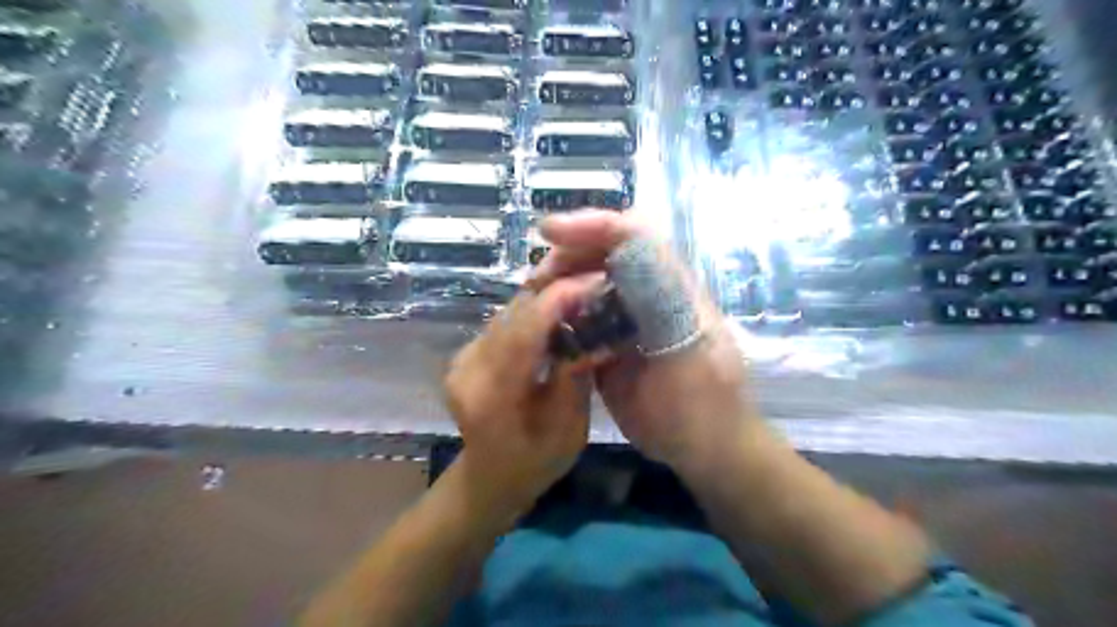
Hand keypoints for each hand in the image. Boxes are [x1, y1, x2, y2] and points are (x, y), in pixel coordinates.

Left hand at [445, 277, 601, 512]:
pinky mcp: (466, 353)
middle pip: (513, 314)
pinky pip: (504, 322)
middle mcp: (468, 368)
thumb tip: (597, 330)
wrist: (489, 479)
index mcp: (491, 395)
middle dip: (557, 292)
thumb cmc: (534, 465)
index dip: (559, 299)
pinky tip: (559, 314)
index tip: (596, 281)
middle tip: (596, 284)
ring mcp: (462, 358)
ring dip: (546, 300)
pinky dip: (534, 313)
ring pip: (508, 312)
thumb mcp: (567, 430)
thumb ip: (575, 377)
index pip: (525, 330)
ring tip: (582, 295)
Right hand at [534, 211, 758, 470]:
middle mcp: (648, 292)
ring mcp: (627, 316)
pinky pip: (580, 313)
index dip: (594, 224)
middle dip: (567, 253)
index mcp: (672, 288)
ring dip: (557, 281)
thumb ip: (664, 305)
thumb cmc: (704, 405)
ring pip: (588, 279)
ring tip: (531, 299)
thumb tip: (628, 256)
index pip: (635, 235)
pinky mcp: (611, 339)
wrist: (703, 448)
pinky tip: (540, 324)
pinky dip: (557, 311)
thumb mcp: (690, 355)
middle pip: (604, 250)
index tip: (549, 232)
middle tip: (535, 279)